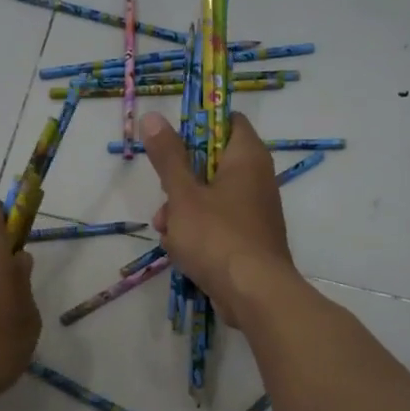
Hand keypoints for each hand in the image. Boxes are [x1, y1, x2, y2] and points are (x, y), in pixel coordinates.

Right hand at [140, 111, 297, 322]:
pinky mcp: (247, 239)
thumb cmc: (217, 236)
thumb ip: (168, 156)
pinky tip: (180, 252)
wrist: (253, 294)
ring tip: (167, 232)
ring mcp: (253, 211)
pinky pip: (216, 224)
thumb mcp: (183, 194)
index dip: (198, 126)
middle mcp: (256, 179)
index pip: (226, 121)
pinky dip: (196, 234)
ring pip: (208, 198)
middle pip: (210, 163)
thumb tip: (153, 116)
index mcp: (247, 157)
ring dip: (181, 212)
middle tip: (165, 197)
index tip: (171, 143)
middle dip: (179, 182)